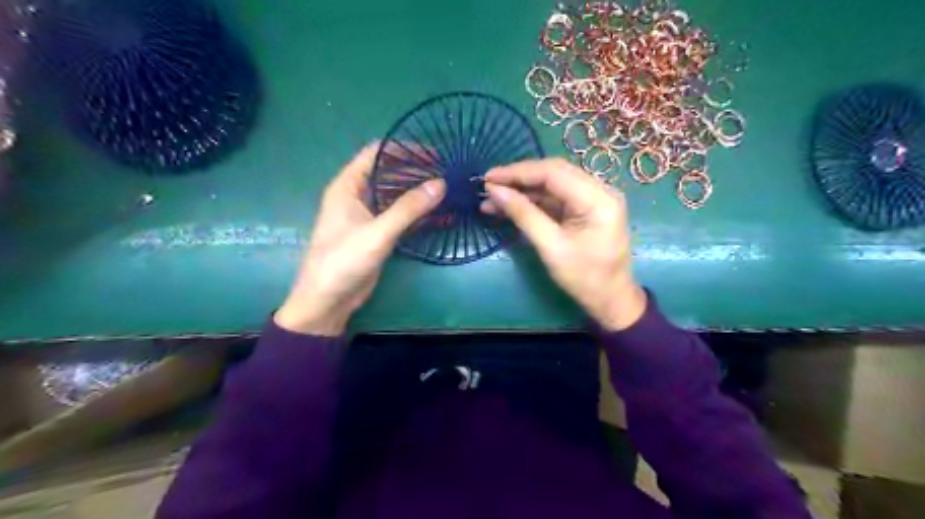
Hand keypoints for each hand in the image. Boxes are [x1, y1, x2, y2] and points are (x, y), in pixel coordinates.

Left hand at [277, 144, 445, 333]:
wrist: (328, 300)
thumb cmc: (343, 261)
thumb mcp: (377, 232)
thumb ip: (408, 208)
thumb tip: (440, 184)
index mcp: (348, 186)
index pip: (376, 153)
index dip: (404, 149)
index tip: (433, 154)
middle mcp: (357, 196)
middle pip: (390, 173)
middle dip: (417, 171)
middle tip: (446, 173)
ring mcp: (368, 216)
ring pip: (397, 195)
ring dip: (419, 193)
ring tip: (448, 191)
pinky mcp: (377, 234)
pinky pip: (400, 216)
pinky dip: (418, 214)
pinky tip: (440, 215)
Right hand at [484, 156, 644, 329]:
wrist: (610, 299)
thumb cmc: (584, 278)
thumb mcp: (550, 247)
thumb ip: (523, 215)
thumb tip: (494, 191)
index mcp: (598, 199)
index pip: (553, 172)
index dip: (518, 172)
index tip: (488, 178)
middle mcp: (599, 190)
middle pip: (553, 173)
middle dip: (518, 178)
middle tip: (487, 186)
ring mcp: (593, 198)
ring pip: (552, 184)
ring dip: (522, 190)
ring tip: (491, 200)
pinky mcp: (585, 209)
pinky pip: (555, 198)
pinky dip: (532, 201)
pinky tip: (509, 207)